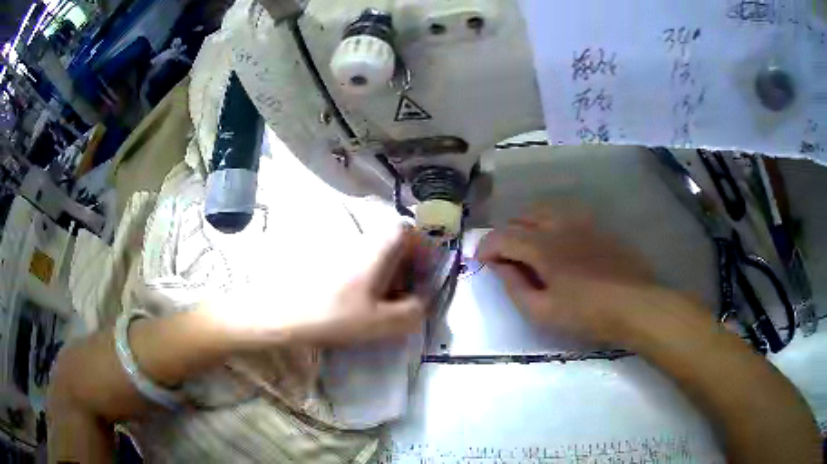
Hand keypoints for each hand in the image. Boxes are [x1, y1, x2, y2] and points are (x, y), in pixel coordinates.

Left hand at [290, 226, 429, 345]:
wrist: (283, 314)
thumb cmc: (335, 316)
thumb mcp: (381, 323)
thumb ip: (412, 312)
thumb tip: (422, 302)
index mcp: (376, 251)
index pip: (406, 231)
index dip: (421, 248)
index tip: (424, 273)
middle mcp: (359, 242)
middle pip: (391, 243)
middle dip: (405, 266)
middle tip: (405, 294)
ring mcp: (340, 249)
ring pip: (374, 254)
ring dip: (386, 274)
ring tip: (382, 303)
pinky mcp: (326, 260)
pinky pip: (356, 263)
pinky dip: (366, 279)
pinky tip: (358, 303)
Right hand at [477, 204, 655, 342]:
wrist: (634, 303)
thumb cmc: (587, 313)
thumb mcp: (543, 311)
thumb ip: (515, 287)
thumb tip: (499, 266)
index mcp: (542, 246)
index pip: (503, 236)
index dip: (486, 247)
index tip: (480, 261)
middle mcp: (558, 224)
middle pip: (522, 217)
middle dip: (506, 234)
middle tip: (505, 257)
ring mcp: (581, 222)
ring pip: (544, 210)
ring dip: (528, 224)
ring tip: (528, 245)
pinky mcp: (597, 226)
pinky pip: (566, 215)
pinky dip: (551, 223)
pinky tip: (559, 242)